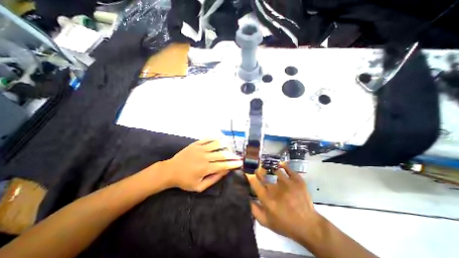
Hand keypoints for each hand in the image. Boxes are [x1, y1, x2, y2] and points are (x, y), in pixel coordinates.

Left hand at [160, 139, 240, 190]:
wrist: (170, 170)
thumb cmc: (185, 181)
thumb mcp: (199, 187)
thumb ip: (213, 179)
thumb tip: (224, 172)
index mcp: (206, 168)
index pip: (223, 165)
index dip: (233, 164)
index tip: (240, 163)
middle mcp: (205, 157)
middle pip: (222, 154)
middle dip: (232, 155)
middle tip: (238, 156)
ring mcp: (200, 149)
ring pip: (216, 144)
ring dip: (225, 146)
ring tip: (230, 148)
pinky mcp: (196, 144)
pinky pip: (207, 139)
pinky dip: (215, 139)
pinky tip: (219, 140)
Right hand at [248, 162, 319, 240]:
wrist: (308, 226)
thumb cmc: (285, 224)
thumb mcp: (266, 222)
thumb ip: (254, 210)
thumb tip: (246, 197)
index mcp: (267, 198)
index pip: (254, 182)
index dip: (249, 175)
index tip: (247, 172)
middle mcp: (275, 189)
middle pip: (263, 174)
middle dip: (258, 170)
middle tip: (258, 169)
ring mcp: (287, 183)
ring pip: (274, 170)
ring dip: (270, 169)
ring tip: (269, 168)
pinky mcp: (297, 181)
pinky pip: (288, 169)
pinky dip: (284, 165)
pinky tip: (281, 164)